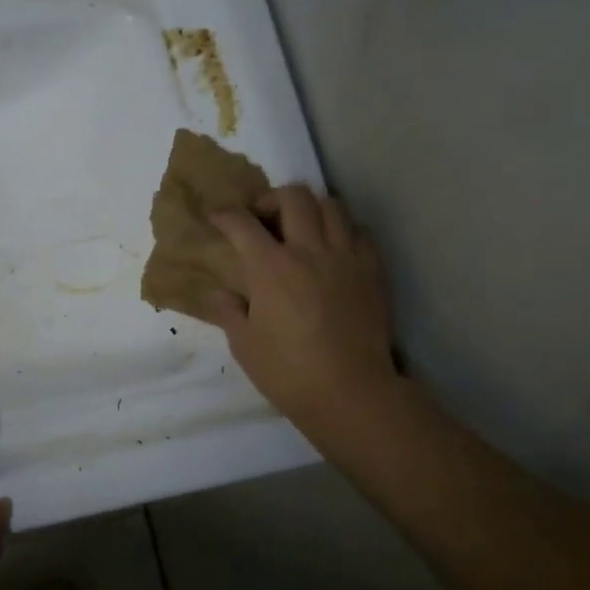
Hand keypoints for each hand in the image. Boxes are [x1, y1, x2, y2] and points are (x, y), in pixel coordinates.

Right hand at [202, 187, 401, 439]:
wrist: (350, 392)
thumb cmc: (287, 372)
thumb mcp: (243, 344)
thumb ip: (228, 310)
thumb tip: (219, 292)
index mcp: (270, 268)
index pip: (242, 223)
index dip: (225, 215)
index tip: (217, 218)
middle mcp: (309, 251)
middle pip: (293, 197)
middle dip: (271, 199)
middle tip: (262, 219)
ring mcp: (346, 258)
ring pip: (331, 206)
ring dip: (310, 209)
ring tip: (300, 229)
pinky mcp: (372, 272)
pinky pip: (359, 233)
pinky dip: (342, 231)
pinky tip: (332, 250)